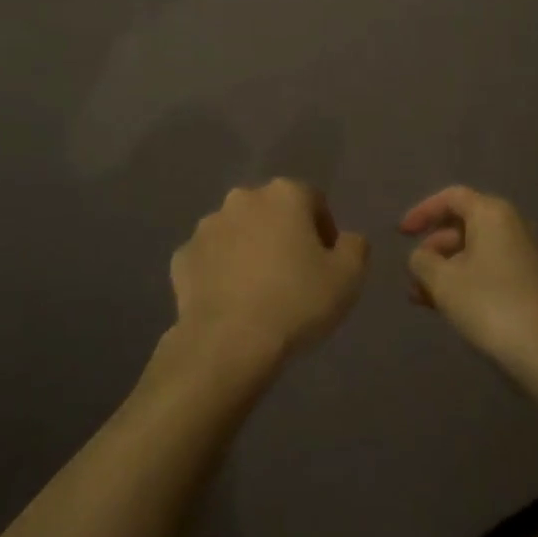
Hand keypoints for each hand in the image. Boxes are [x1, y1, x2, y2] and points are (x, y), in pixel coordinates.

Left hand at [168, 179, 368, 369]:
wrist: (229, 342)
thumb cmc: (296, 302)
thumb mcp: (348, 277)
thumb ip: (355, 247)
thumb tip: (347, 239)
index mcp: (284, 194)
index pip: (313, 200)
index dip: (324, 230)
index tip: (327, 263)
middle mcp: (242, 198)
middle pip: (272, 211)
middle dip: (283, 234)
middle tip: (294, 275)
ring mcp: (207, 226)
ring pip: (237, 231)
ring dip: (249, 249)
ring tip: (260, 291)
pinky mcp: (182, 256)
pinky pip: (210, 258)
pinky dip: (220, 272)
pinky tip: (231, 301)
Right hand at [400, 185, 537, 368]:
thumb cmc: (488, 304)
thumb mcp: (442, 280)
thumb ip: (422, 260)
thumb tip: (421, 257)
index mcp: (491, 214)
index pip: (451, 198)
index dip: (422, 212)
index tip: (401, 234)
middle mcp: (510, 226)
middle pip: (461, 225)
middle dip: (432, 248)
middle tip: (412, 273)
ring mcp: (522, 255)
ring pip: (472, 252)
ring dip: (444, 270)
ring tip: (420, 297)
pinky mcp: (527, 283)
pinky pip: (486, 271)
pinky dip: (463, 282)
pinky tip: (443, 306)